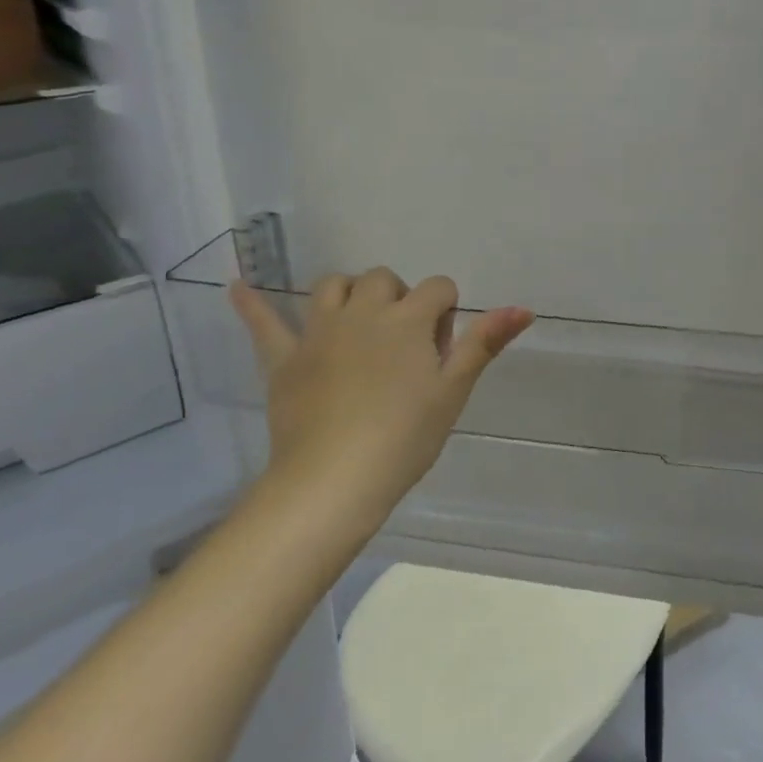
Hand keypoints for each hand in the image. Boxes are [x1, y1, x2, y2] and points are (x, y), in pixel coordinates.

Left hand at [231, 270, 533, 530]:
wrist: (333, 481)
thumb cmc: (404, 438)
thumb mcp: (453, 391)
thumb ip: (485, 343)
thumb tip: (524, 307)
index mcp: (408, 320)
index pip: (438, 288)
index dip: (445, 313)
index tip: (441, 352)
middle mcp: (364, 313)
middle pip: (384, 280)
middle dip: (400, 299)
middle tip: (404, 346)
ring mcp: (319, 332)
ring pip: (333, 285)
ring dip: (349, 293)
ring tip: (357, 321)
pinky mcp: (285, 358)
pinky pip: (265, 323)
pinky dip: (252, 304)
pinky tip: (238, 285)